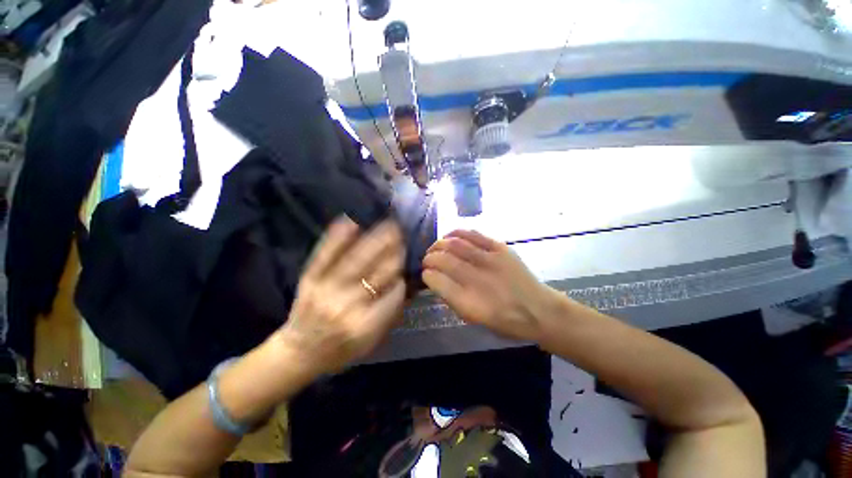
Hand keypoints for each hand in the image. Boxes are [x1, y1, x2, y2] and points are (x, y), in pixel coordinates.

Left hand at [277, 216, 405, 374]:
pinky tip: (350, 221)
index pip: (394, 293)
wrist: (299, 352)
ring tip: (389, 224)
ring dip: (375, 239)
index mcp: (365, 325)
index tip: (405, 270)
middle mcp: (347, 305)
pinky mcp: (310, 279)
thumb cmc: (341, 350)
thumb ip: (391, 314)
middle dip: (394, 251)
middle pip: (377, 272)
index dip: (402, 279)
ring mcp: (326, 289)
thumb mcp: (372, 341)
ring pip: (356, 259)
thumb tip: (404, 283)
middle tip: (404, 236)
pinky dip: (338, 237)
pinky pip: (325, 254)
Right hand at [422, 230, 560, 341]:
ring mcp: (489, 260)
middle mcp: (476, 278)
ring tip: (435, 248)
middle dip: (429, 258)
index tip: (425, 274)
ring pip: (455, 244)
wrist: (538, 309)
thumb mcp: (473, 319)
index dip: (426, 275)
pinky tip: (449, 236)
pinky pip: (473, 234)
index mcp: (468, 302)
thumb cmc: (504, 321)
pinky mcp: (500, 248)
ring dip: (439, 244)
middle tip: (426, 260)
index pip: (436, 281)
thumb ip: (451, 299)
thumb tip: (435, 280)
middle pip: (443, 260)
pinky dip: (456, 233)